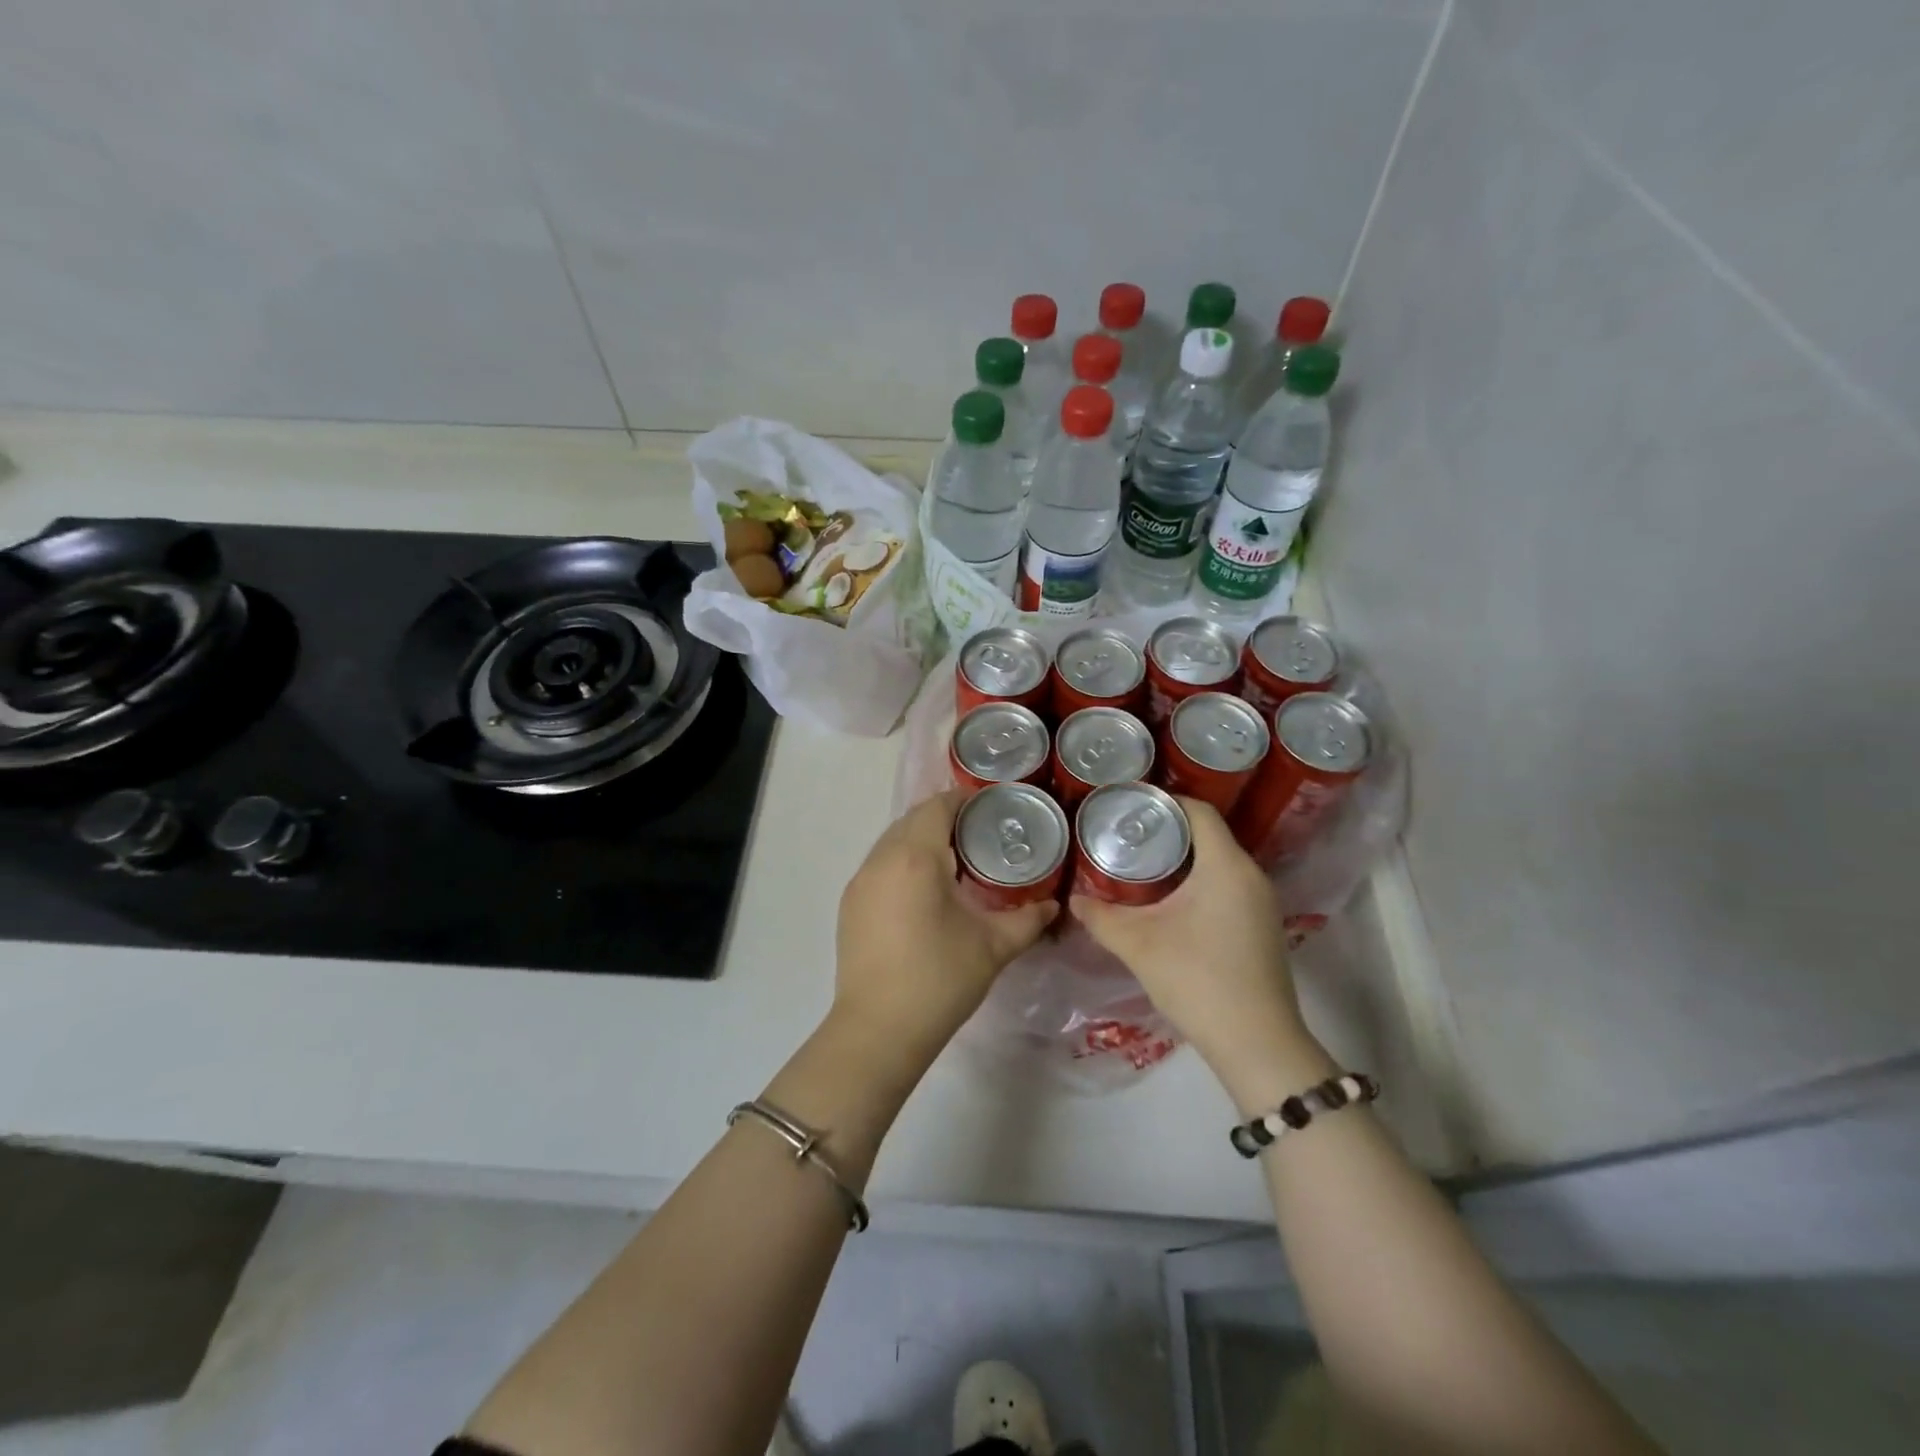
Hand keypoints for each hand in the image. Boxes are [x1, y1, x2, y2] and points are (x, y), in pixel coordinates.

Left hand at [834, 789, 1057, 1068]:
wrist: (878, 1030)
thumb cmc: (940, 980)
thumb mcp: (993, 946)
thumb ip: (1028, 919)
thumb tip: (1053, 905)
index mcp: (915, 858)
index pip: (937, 806)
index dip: (964, 800)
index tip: (991, 808)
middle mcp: (881, 859)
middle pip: (912, 819)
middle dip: (944, 818)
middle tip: (980, 834)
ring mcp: (860, 881)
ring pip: (892, 841)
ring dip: (921, 839)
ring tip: (955, 860)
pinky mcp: (850, 903)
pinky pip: (879, 864)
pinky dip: (902, 862)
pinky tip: (924, 889)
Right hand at [1071, 798, 1329, 1107]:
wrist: (1256, 1043)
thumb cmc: (1197, 980)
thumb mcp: (1138, 945)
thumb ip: (1101, 917)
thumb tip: (1073, 900)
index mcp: (1226, 866)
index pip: (1198, 810)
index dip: (1163, 801)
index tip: (1127, 806)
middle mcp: (1251, 874)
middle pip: (1208, 833)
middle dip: (1166, 830)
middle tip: (1124, 835)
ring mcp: (1261, 901)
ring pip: (1218, 860)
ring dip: (1182, 857)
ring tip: (1139, 863)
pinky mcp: (1262, 925)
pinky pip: (1227, 884)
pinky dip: (1198, 880)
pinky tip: (1169, 899)